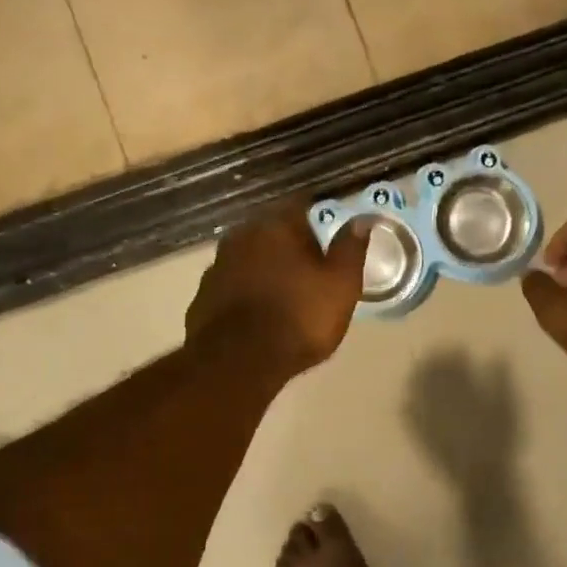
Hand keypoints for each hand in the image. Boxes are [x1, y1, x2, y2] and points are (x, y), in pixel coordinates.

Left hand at [185, 200, 368, 379]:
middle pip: (274, 229)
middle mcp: (243, 235)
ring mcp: (218, 265)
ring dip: (269, 266)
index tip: (334, 227)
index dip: (321, 213)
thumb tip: (362, 219)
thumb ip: (350, 248)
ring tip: (288, 289)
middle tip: (314, 262)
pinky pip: (234, 283)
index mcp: (278, 225)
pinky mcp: (204, 295)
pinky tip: (261, 311)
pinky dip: (249, 290)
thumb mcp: (341, 285)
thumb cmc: (299, 317)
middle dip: (293, 242)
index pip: (303, 203)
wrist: (237, 362)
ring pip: (252, 256)